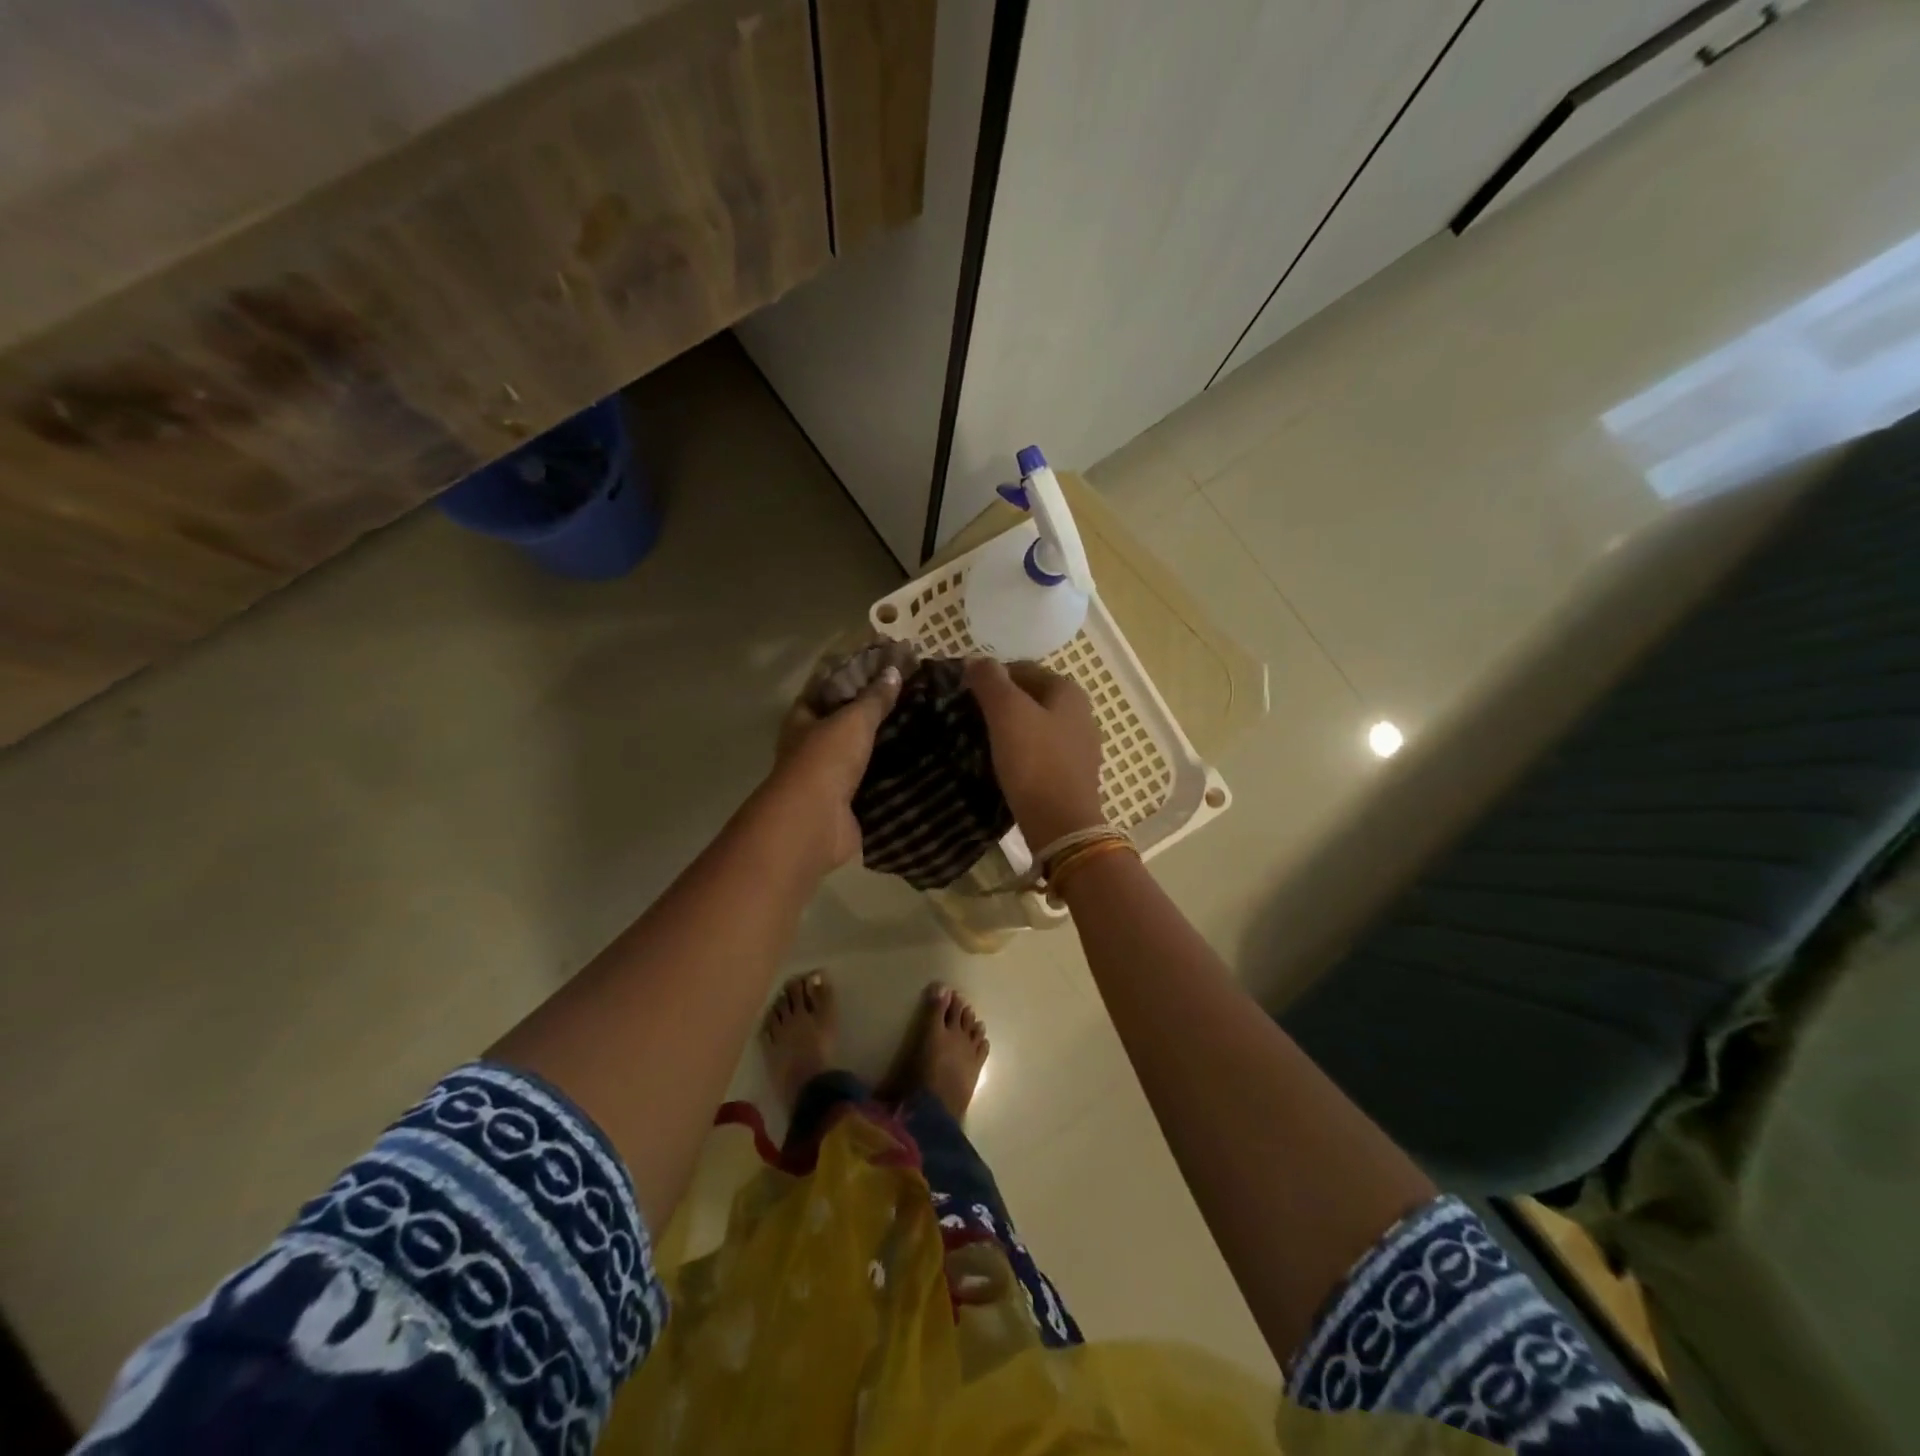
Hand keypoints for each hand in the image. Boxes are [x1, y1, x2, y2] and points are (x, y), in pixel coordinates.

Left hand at [763, 663, 902, 869]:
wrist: (815, 822)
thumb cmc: (826, 760)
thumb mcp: (853, 720)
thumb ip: (874, 698)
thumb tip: (894, 671)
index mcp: (802, 720)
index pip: (825, 690)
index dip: (851, 677)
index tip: (885, 669)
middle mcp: (810, 747)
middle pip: (843, 723)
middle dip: (872, 714)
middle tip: (911, 699)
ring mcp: (827, 778)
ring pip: (859, 754)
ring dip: (883, 746)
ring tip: (921, 729)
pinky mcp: (846, 804)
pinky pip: (872, 783)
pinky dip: (890, 776)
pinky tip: (917, 765)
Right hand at [964, 658, 1106, 848]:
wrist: (1061, 826)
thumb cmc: (1035, 762)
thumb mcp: (1007, 713)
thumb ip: (990, 681)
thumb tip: (976, 660)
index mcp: (1068, 691)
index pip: (1023, 669)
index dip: (991, 677)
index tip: (964, 694)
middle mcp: (1080, 714)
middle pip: (1030, 698)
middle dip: (1000, 703)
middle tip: (968, 717)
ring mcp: (1079, 747)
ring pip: (1035, 726)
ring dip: (1009, 729)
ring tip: (979, 741)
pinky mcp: (1072, 775)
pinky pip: (1040, 753)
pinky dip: (1020, 753)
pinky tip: (1001, 765)